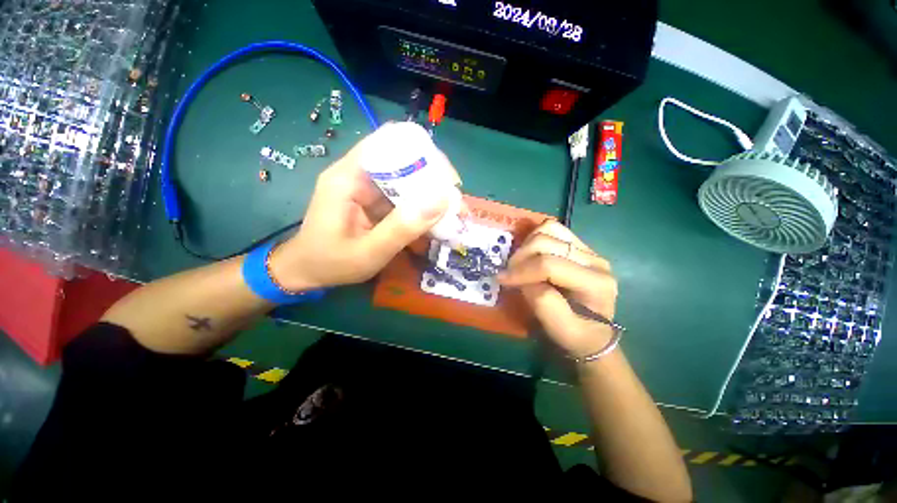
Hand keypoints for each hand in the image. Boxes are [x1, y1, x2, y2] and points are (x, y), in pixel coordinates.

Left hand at [268, 135, 460, 290]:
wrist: (306, 271)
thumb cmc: (331, 263)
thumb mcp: (369, 252)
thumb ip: (402, 228)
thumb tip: (441, 199)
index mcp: (349, 177)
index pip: (390, 142)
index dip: (423, 154)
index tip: (448, 180)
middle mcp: (359, 173)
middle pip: (403, 159)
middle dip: (434, 179)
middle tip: (455, 204)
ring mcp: (367, 186)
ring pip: (407, 178)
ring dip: (431, 194)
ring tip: (452, 215)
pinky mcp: (373, 199)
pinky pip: (403, 195)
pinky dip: (421, 206)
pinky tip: (434, 222)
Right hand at [498, 221, 617, 358]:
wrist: (594, 332)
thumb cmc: (577, 335)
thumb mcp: (561, 331)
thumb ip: (543, 304)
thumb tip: (523, 279)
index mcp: (596, 283)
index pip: (550, 265)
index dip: (521, 271)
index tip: (502, 280)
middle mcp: (595, 260)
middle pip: (547, 242)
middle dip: (521, 257)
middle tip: (508, 273)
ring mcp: (588, 249)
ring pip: (550, 229)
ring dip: (527, 244)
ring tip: (519, 263)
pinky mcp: (579, 245)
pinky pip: (553, 229)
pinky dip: (534, 237)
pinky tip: (529, 254)